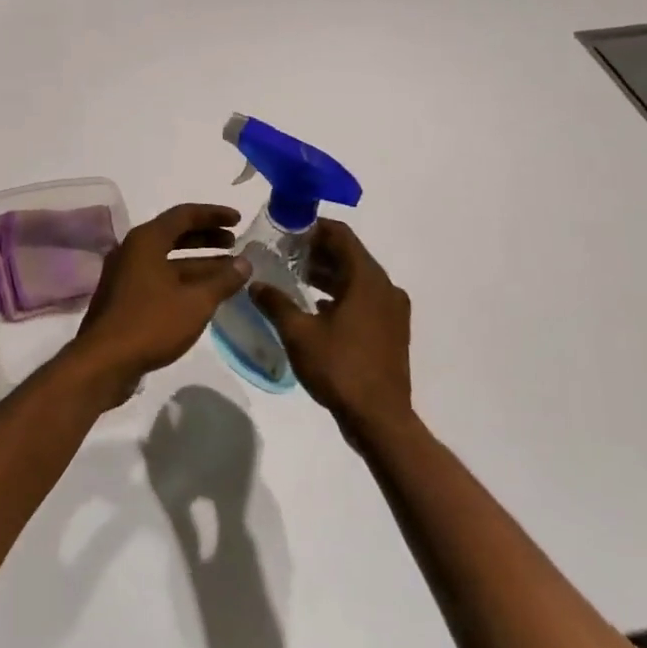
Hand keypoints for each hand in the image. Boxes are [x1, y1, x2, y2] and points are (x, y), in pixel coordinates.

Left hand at [64, 204, 250, 405]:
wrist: (104, 362)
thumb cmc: (151, 323)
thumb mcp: (196, 302)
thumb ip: (223, 280)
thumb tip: (245, 262)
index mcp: (146, 240)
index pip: (184, 215)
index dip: (213, 214)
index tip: (238, 219)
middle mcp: (133, 250)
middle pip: (174, 235)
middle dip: (207, 238)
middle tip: (235, 243)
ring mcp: (126, 274)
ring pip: (168, 259)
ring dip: (198, 262)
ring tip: (229, 270)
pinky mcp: (125, 297)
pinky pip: (159, 278)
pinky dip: (183, 280)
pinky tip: (204, 294)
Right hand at [248, 219, 413, 440]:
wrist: (380, 419)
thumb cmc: (340, 367)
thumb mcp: (299, 333)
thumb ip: (276, 303)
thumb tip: (255, 283)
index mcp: (367, 279)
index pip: (341, 235)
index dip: (313, 228)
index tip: (287, 230)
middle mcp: (385, 288)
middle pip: (349, 255)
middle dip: (317, 251)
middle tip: (285, 253)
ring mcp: (392, 311)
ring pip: (357, 279)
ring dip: (328, 274)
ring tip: (295, 277)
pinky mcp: (391, 331)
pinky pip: (364, 299)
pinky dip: (341, 295)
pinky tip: (316, 307)